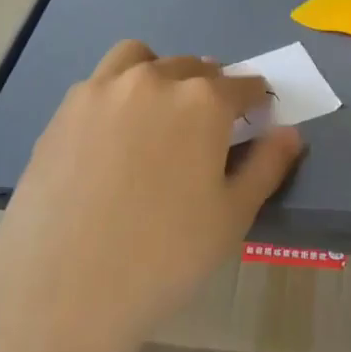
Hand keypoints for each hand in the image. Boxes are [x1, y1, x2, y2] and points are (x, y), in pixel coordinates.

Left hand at [0, 40, 302, 351]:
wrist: (61, 291)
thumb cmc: (163, 257)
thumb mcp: (232, 217)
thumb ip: (268, 166)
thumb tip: (289, 132)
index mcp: (203, 101)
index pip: (243, 85)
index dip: (256, 101)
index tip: (257, 118)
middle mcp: (155, 79)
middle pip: (195, 68)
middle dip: (210, 89)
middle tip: (208, 129)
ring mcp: (104, 90)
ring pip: (143, 60)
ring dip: (161, 74)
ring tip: (158, 113)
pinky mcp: (64, 110)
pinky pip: (101, 82)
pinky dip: (118, 92)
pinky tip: (113, 136)